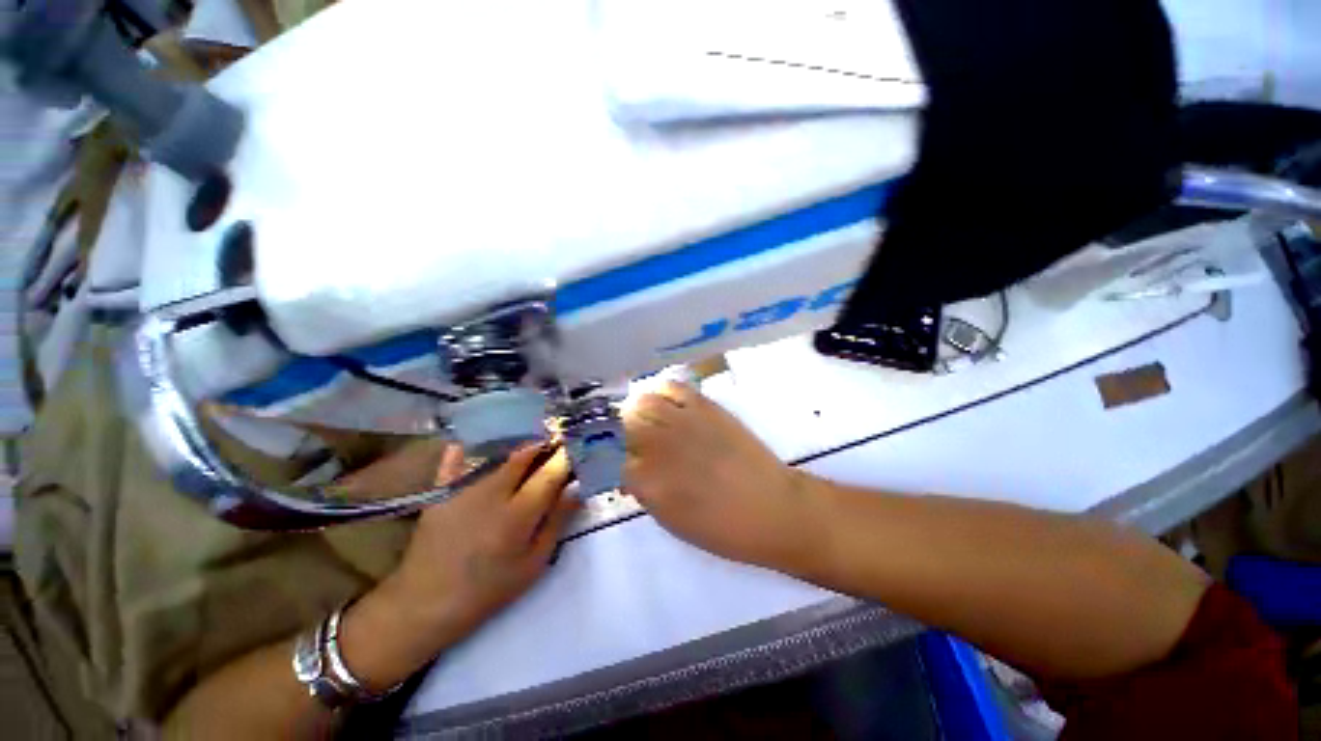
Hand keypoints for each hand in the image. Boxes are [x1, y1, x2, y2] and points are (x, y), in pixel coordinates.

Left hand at [390, 444, 577, 633]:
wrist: (425, 604)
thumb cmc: (487, 589)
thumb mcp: (533, 565)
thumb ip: (557, 522)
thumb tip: (577, 489)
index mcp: (517, 515)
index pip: (550, 473)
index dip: (567, 456)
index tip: (579, 447)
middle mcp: (492, 493)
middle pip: (525, 453)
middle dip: (545, 442)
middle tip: (558, 441)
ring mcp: (464, 487)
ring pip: (498, 451)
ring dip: (520, 441)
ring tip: (534, 439)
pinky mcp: (442, 488)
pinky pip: (459, 455)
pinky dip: (475, 442)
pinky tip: (488, 435)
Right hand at [621, 382, 818, 569]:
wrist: (772, 508)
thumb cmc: (722, 529)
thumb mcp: (671, 522)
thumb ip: (643, 491)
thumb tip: (628, 472)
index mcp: (649, 482)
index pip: (608, 460)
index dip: (604, 460)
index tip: (608, 463)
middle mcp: (660, 445)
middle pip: (620, 425)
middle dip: (615, 433)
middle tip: (624, 442)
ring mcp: (683, 421)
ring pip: (642, 402)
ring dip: (636, 411)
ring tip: (643, 420)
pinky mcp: (705, 406)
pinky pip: (673, 387)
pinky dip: (662, 394)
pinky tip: (667, 407)